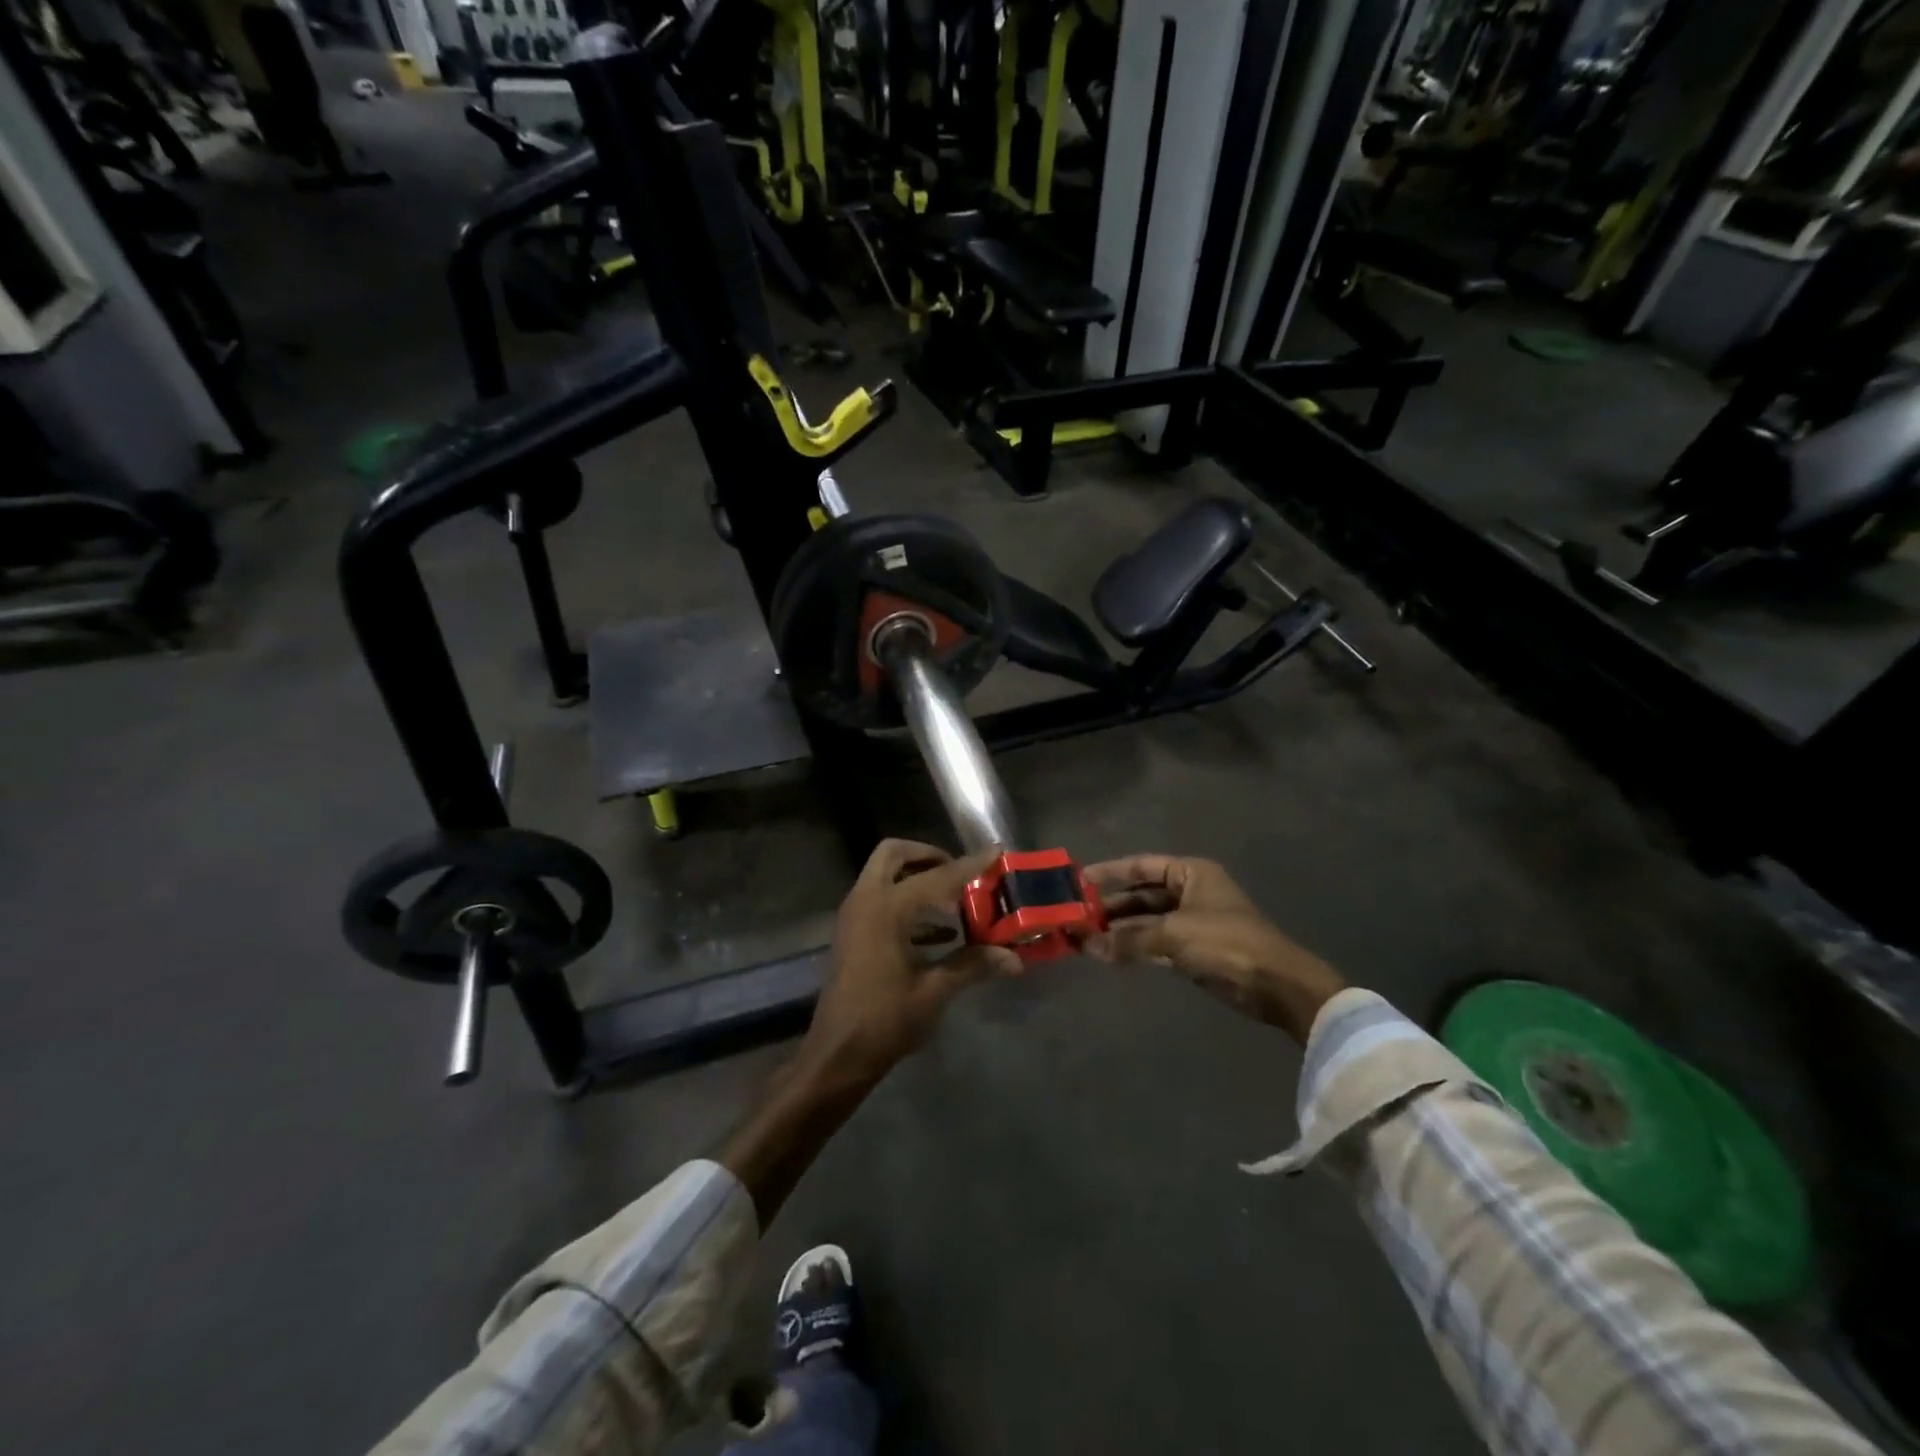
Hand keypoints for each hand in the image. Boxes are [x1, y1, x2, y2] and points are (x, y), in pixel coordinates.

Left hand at [799, 839, 1022, 1089]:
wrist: (837, 1054)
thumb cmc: (885, 1020)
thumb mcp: (935, 991)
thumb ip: (973, 965)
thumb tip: (1014, 958)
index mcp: (887, 909)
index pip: (937, 876)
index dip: (969, 865)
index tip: (995, 852)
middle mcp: (866, 900)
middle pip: (894, 854)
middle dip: (928, 856)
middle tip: (960, 873)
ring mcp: (854, 915)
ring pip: (884, 874)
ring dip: (916, 877)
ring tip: (956, 899)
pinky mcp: (853, 933)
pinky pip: (880, 899)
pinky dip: (907, 902)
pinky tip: (940, 932)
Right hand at [1084, 855, 1344, 1042]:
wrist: (1277, 985)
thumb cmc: (1227, 943)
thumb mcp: (1174, 935)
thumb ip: (1129, 939)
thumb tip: (1088, 946)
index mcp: (1190, 873)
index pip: (1141, 865)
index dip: (1110, 872)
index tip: (1079, 881)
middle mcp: (1190, 892)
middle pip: (1142, 894)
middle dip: (1112, 907)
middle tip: (1077, 917)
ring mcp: (1192, 922)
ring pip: (1147, 921)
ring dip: (1121, 930)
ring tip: (1086, 939)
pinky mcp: (1194, 950)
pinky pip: (1156, 943)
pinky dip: (1135, 948)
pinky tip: (1110, 955)